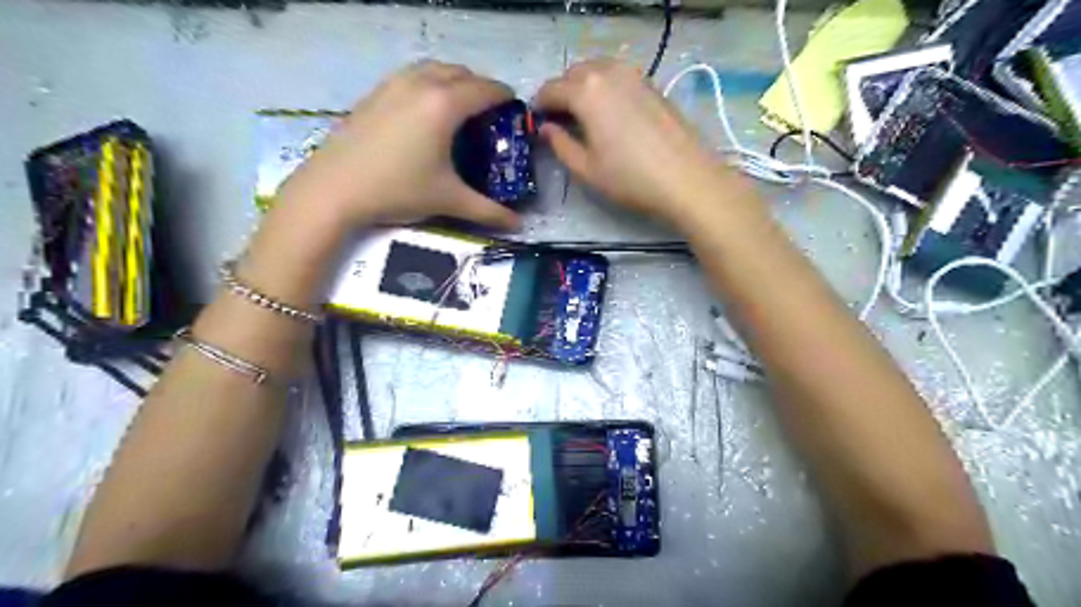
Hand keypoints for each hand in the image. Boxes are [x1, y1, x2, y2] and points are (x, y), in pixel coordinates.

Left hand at [275, 60, 518, 228]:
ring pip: (433, 68)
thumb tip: (518, 224)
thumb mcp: (449, 200)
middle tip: (489, 114)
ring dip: (453, 81)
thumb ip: (488, 211)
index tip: (516, 110)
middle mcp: (421, 84)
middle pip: (461, 72)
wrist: (334, 189)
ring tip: (459, 109)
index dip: (505, 97)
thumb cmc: (398, 190)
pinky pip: (411, 76)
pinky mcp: (374, 93)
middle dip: (481, 87)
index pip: (485, 89)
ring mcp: (393, 84)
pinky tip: (424, 111)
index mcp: (444, 105)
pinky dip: (428, 83)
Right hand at [533, 60, 738, 226]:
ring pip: (597, 70)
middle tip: (559, 120)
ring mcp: (634, 75)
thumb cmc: (630, 179)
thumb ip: (561, 145)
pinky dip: (605, 87)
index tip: (537, 121)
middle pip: (574, 73)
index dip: (540, 104)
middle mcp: (608, 73)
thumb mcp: (587, 169)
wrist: (687, 179)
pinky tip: (609, 113)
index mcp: (586, 92)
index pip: (551, 89)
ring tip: (583, 115)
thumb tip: (546, 129)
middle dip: (561, 92)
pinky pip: (618, 76)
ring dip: (583, 86)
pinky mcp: (652, 84)